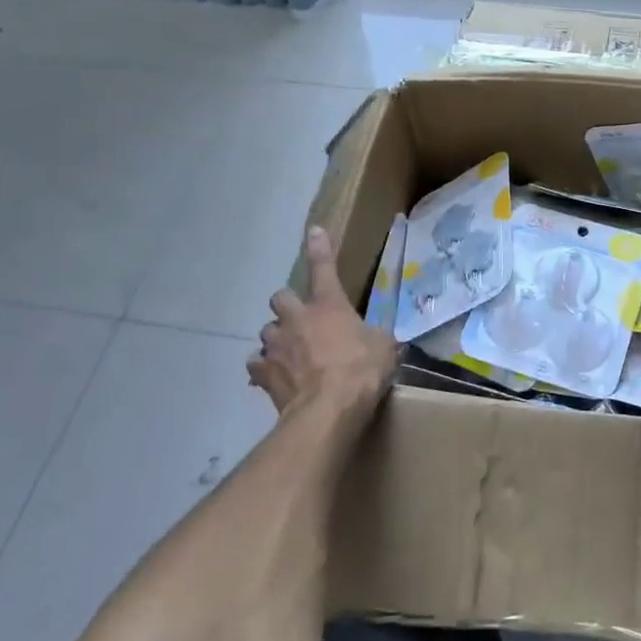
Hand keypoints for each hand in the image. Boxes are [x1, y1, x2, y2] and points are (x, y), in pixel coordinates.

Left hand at [251, 227, 396, 419]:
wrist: (328, 410)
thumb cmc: (361, 370)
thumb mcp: (384, 348)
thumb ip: (377, 337)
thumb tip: (381, 340)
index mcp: (328, 304)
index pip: (323, 266)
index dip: (319, 247)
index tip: (314, 231)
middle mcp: (297, 317)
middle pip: (280, 297)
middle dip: (288, 305)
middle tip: (300, 318)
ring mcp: (277, 345)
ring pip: (266, 331)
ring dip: (277, 338)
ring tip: (288, 353)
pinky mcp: (264, 373)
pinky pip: (257, 365)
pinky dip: (264, 369)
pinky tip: (274, 378)